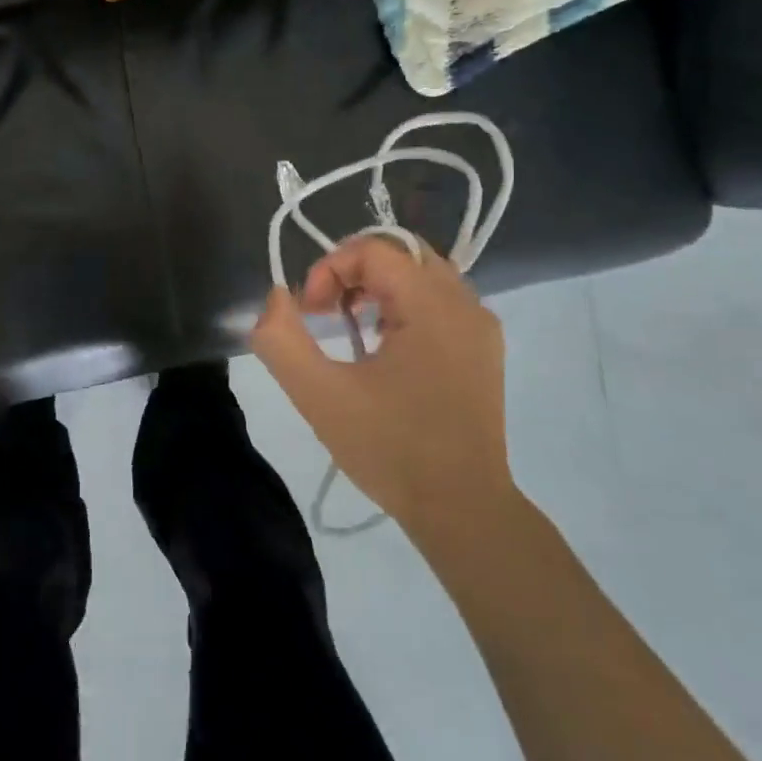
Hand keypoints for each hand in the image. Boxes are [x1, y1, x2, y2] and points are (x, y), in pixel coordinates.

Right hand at [249, 234, 513, 544]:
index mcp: (431, 306)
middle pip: (400, 253)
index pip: (374, 249)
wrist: (462, 510)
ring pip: (422, 275)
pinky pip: (440, 302)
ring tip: (350, 328)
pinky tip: (383, 348)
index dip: (329, 269)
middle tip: (326, 313)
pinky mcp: (484, 351)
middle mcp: (465, 304)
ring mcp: (481, 327)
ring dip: (378, 287)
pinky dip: (404, 306)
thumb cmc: (389, 449)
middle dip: (353, 272)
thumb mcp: (318, 395)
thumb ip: (280, 339)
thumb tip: (277, 297)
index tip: (309, 315)